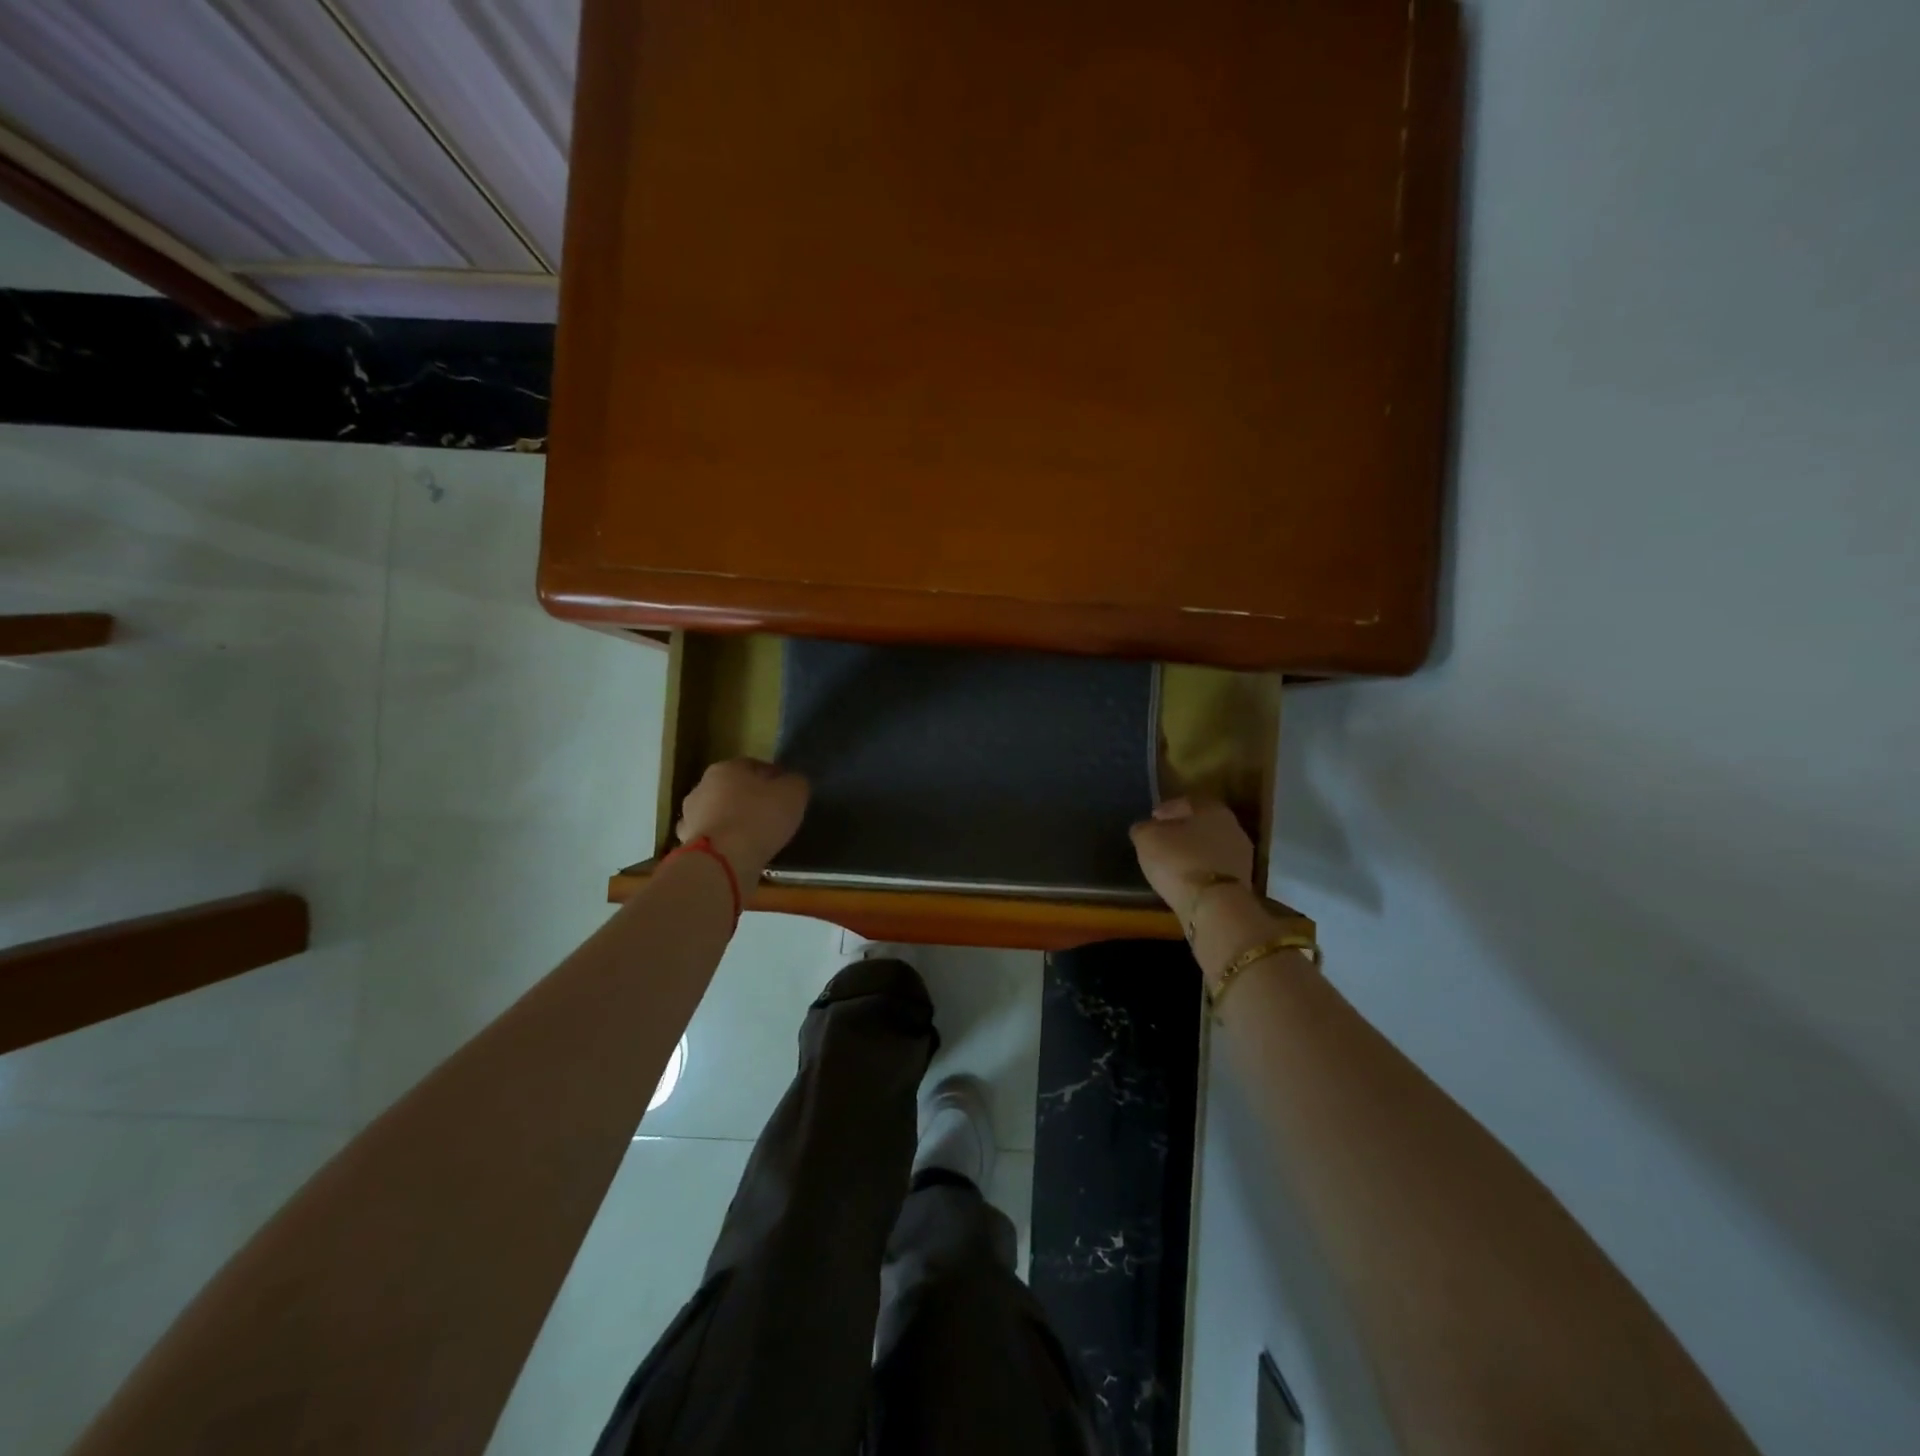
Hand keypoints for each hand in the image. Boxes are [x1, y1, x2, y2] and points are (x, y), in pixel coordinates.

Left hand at [676, 759, 809, 880]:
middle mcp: (702, 786)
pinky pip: (712, 840)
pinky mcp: (686, 844)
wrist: (722, 861)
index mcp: (727, 767)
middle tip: (772, 816)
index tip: (787, 794)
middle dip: (750, 799)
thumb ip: (795, 783)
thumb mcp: (794, 793)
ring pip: (719, 814)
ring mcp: (690, 816)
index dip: (774, 779)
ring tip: (755, 839)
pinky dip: (723, 844)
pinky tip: (738, 854)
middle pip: (733, 789)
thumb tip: (792, 783)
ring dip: (733, 822)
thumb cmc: (759, 818)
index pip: (755, 766)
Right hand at [1129, 796, 1254, 921]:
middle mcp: (1233, 827)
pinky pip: (1214, 870)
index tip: (1152, 819)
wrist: (1215, 906)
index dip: (1167, 809)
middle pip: (1201, 824)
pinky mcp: (1242, 883)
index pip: (1187, 802)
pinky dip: (1200, 871)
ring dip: (1192, 853)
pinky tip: (1185, 880)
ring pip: (1210, 848)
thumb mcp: (1147, 839)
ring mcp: (1241, 856)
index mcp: (1212, 809)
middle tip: (1161, 840)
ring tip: (1171, 863)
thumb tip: (1145, 828)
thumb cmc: (1179, 861)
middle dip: (1181, 831)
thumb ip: (1144, 828)